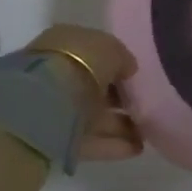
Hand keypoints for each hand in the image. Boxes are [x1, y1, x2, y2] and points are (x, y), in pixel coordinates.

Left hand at [24, 24, 143, 161]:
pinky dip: (113, 143)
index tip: (136, 77)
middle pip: (94, 85)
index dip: (117, 64)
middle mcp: (58, 71)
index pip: (95, 53)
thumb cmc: (79, 63)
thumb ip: (122, 58)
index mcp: (65, 43)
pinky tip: (136, 147)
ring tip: (148, 131)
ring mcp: (56, 106)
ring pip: (93, 113)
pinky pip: (90, 138)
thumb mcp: (110, 49)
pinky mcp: (57, 137)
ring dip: (121, 122)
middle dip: (119, 96)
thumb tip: (128, 69)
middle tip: (144, 105)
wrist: (44, 104)